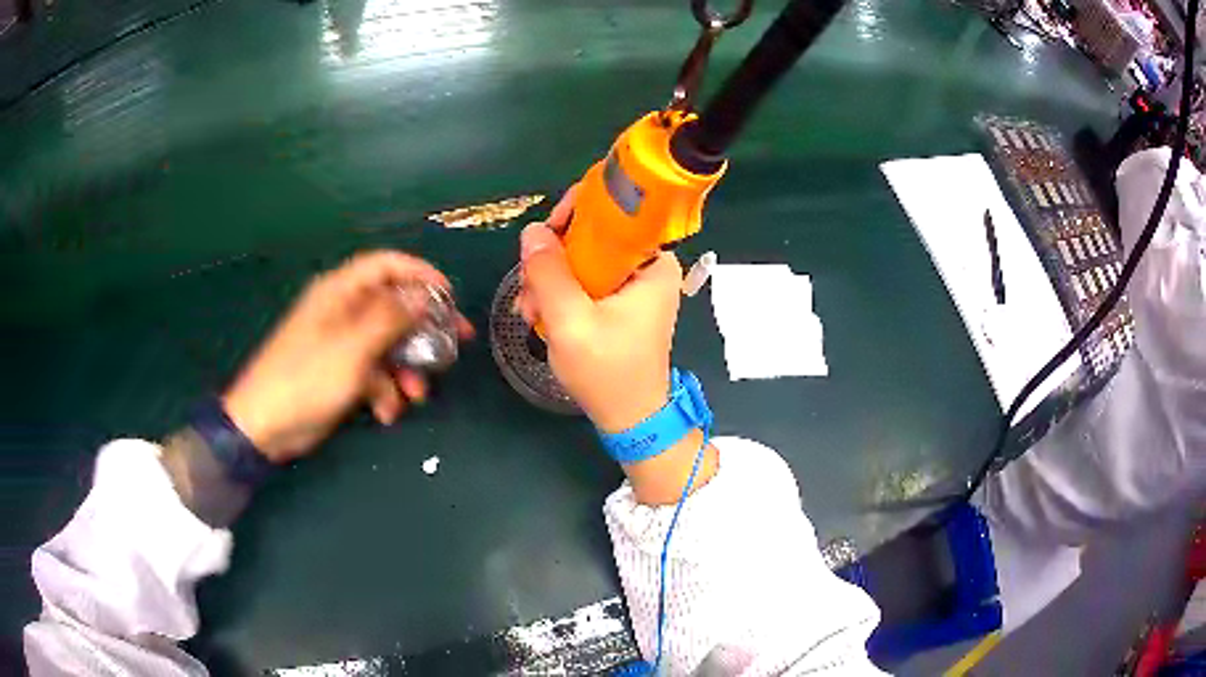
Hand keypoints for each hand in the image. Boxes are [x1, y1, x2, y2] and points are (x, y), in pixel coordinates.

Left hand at [222, 251, 472, 462]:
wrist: (266, 426)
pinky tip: (385, 413)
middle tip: (454, 346)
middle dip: (423, 331)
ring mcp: (343, 345)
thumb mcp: (352, 347)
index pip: (386, 266)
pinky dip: (385, 392)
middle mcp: (344, 312)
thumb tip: (423, 296)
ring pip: (389, 346)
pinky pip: (375, 374)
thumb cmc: (306, 378)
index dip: (420, 274)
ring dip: (406, 371)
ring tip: (414, 396)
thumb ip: (390, 318)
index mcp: (340, 293)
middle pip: (393, 307)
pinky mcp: (342, 374)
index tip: (449, 296)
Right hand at [516, 188, 681, 432]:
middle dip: (553, 258)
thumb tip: (532, 231)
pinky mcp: (620, 300)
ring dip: (549, 280)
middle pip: (592, 233)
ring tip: (531, 313)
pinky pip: (584, 279)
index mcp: (652, 261)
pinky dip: (560, 293)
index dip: (574, 212)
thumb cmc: (608, 372)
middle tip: (529, 291)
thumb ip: (549, 273)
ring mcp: (633, 283)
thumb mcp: (571, 322)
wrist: (629, 417)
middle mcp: (646, 264)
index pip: (614, 209)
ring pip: (582, 257)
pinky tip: (540, 316)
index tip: (544, 237)